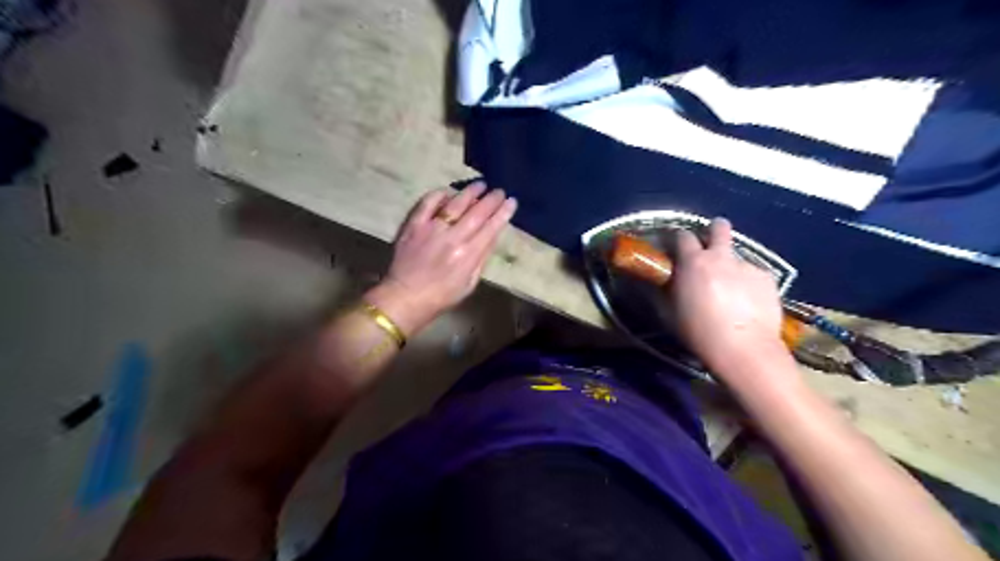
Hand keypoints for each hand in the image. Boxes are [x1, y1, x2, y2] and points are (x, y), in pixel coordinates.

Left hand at [364, 182, 514, 335]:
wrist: (406, 297)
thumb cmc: (442, 295)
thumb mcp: (470, 283)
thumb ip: (482, 257)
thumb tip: (493, 234)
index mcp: (468, 255)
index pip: (491, 227)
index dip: (503, 213)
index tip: (511, 201)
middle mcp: (452, 238)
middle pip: (477, 212)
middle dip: (491, 199)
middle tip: (499, 191)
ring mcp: (432, 229)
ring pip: (455, 203)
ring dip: (470, 192)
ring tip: (480, 185)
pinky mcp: (414, 225)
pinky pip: (428, 203)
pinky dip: (439, 194)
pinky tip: (448, 192)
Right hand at [672, 217, 788, 375]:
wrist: (743, 349)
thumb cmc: (698, 332)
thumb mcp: (670, 312)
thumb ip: (666, 290)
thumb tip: (661, 281)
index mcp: (693, 262)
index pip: (683, 235)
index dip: (679, 238)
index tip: (677, 246)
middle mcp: (721, 257)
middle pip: (719, 227)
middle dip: (714, 230)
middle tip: (710, 246)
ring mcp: (747, 265)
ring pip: (737, 255)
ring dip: (731, 264)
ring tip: (732, 288)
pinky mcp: (767, 278)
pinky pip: (754, 273)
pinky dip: (749, 282)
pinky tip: (749, 301)